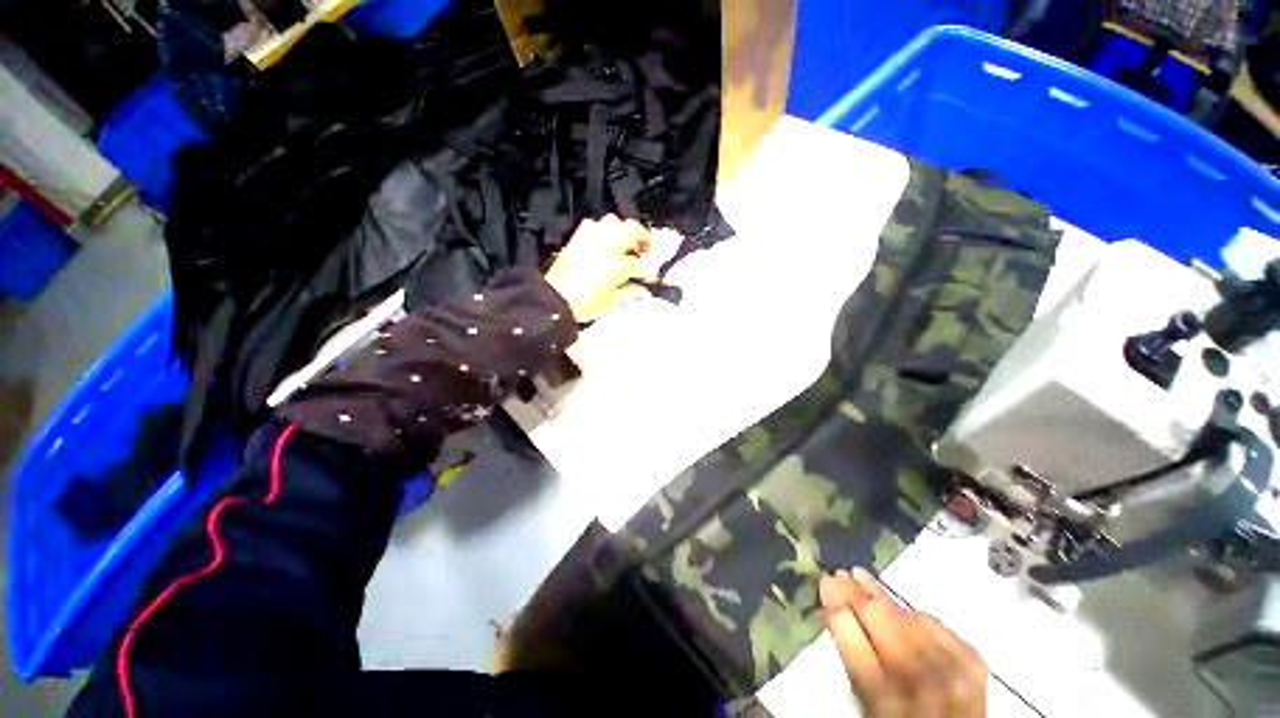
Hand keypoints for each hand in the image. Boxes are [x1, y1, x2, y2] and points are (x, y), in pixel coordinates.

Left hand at [545, 215, 656, 321]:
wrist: (554, 300)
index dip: (650, 271)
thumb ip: (631, 293)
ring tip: (625, 243)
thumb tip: (642, 290)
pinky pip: (593, 225)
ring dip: (623, 231)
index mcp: (618, 265)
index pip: (642, 263)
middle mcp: (607, 246)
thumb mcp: (612, 303)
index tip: (651, 277)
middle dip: (643, 238)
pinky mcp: (577, 239)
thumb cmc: (584, 304)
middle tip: (645, 250)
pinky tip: (603, 242)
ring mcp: (591, 239)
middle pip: (632, 229)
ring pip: (613, 221)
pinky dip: (602, 230)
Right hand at [821, 568, 986, 717]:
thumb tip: (833, 612)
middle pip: (885, 625)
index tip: (825, 582)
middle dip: (857, 595)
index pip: (856, 645)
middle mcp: (925, 687)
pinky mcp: (972, 660)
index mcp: (889, 705)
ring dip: (881, 598)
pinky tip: (898, 607)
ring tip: (861, 577)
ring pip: (908, 619)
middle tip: (838, 573)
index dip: (840, 609)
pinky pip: (934, 624)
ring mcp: (954, 671)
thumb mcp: (867, 706)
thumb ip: (852, 662)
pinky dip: (911, 614)